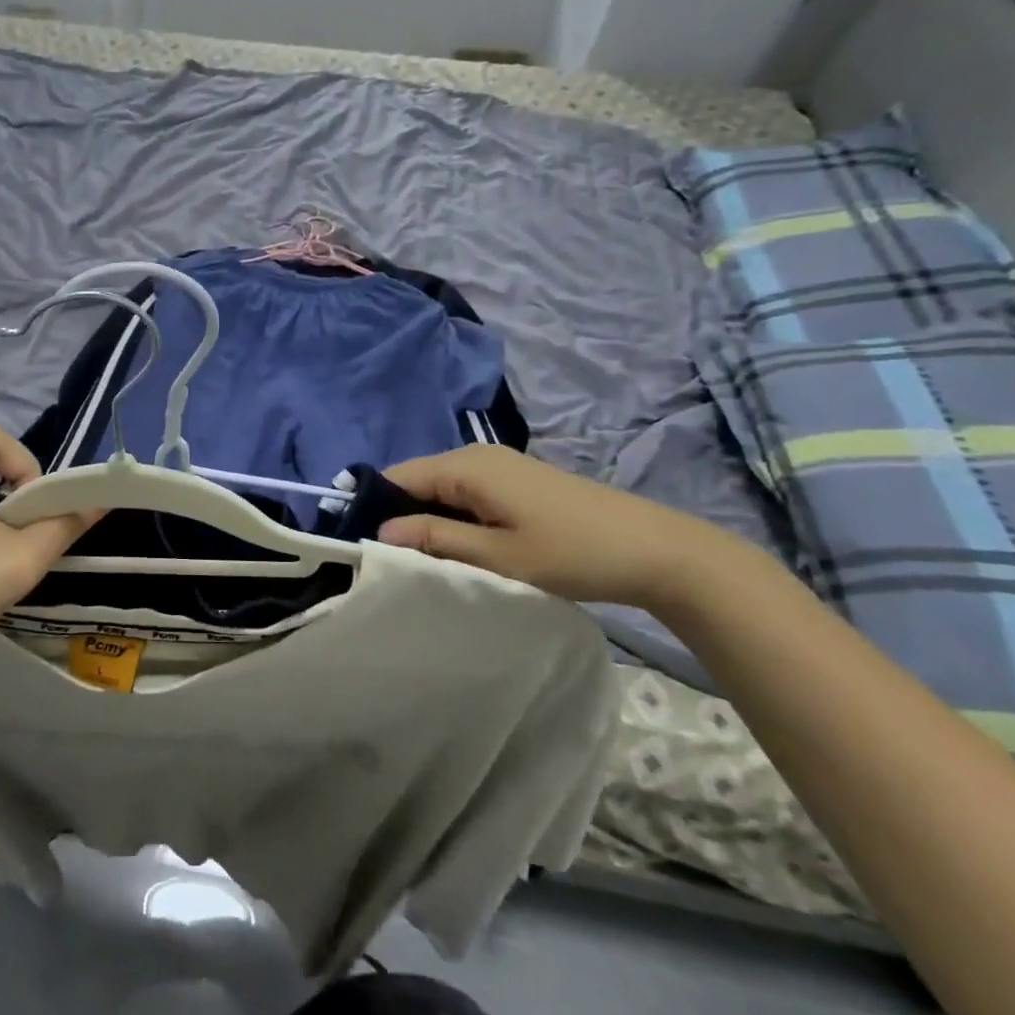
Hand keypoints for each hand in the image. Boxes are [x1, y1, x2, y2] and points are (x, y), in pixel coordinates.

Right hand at [380, 446, 765, 612]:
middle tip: (387, 559)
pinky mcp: (516, 480)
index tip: (357, 543)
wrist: (656, 550)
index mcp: (466, 466)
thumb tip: (381, 531)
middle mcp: (476, 455)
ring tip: (418, 558)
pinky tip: (456, 546)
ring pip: (441, 487)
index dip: (373, 505)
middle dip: (399, 514)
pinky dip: (452, 516)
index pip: (398, 476)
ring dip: (427, 518)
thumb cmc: (572, 553)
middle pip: (417, 480)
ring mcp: (499, 465)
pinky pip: (465, 491)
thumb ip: (436, 538)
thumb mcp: (499, 555)